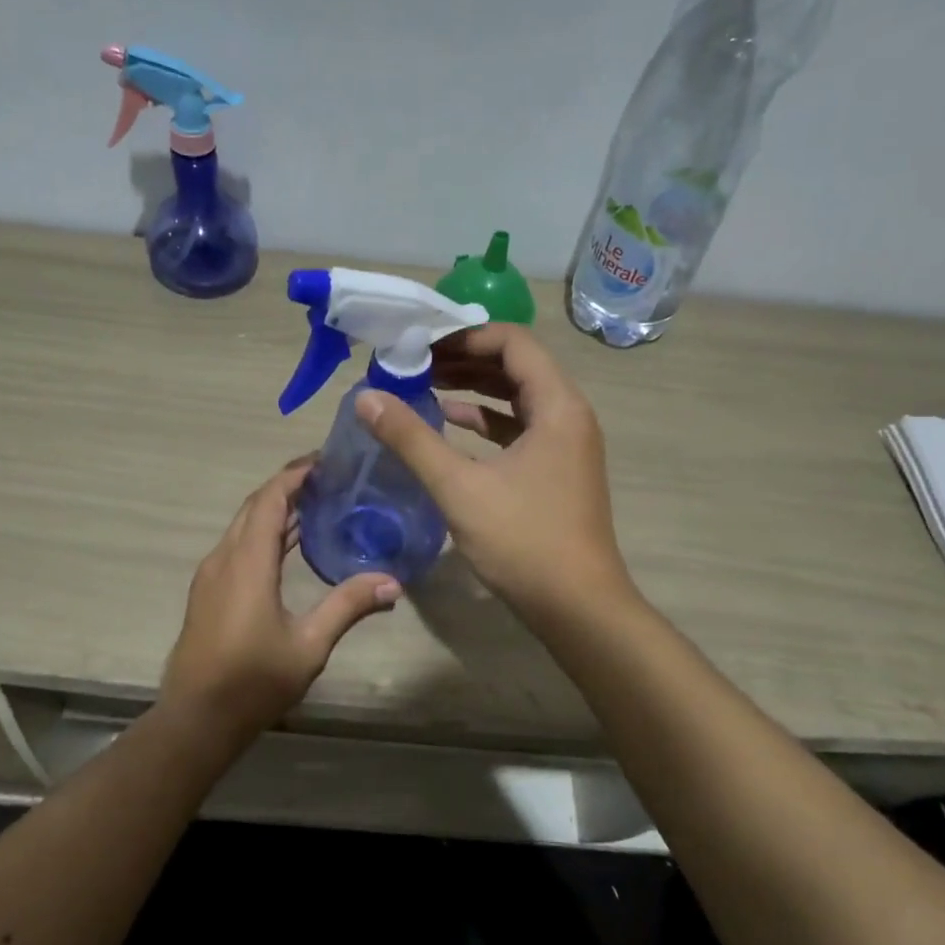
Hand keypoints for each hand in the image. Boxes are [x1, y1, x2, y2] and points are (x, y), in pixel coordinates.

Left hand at [159, 458, 400, 748]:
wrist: (196, 719)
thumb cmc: (253, 681)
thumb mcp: (309, 646)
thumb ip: (347, 606)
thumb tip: (393, 582)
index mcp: (247, 562)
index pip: (270, 500)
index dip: (294, 475)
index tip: (324, 461)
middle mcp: (224, 558)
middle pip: (255, 506)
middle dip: (288, 486)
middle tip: (328, 479)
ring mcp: (211, 575)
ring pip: (243, 525)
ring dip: (275, 509)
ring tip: (317, 504)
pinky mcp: (208, 592)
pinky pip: (238, 545)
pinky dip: (264, 532)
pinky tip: (290, 546)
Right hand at [355, 324, 628, 618]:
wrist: (577, 608)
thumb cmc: (523, 541)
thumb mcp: (459, 487)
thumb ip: (411, 439)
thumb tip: (366, 397)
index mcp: (557, 405)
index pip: (512, 342)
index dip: (464, 336)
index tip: (419, 343)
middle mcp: (569, 415)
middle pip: (516, 366)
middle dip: (464, 359)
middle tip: (413, 363)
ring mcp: (566, 444)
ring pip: (517, 398)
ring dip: (473, 388)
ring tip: (423, 385)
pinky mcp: (557, 470)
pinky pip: (520, 428)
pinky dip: (486, 421)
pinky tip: (450, 423)